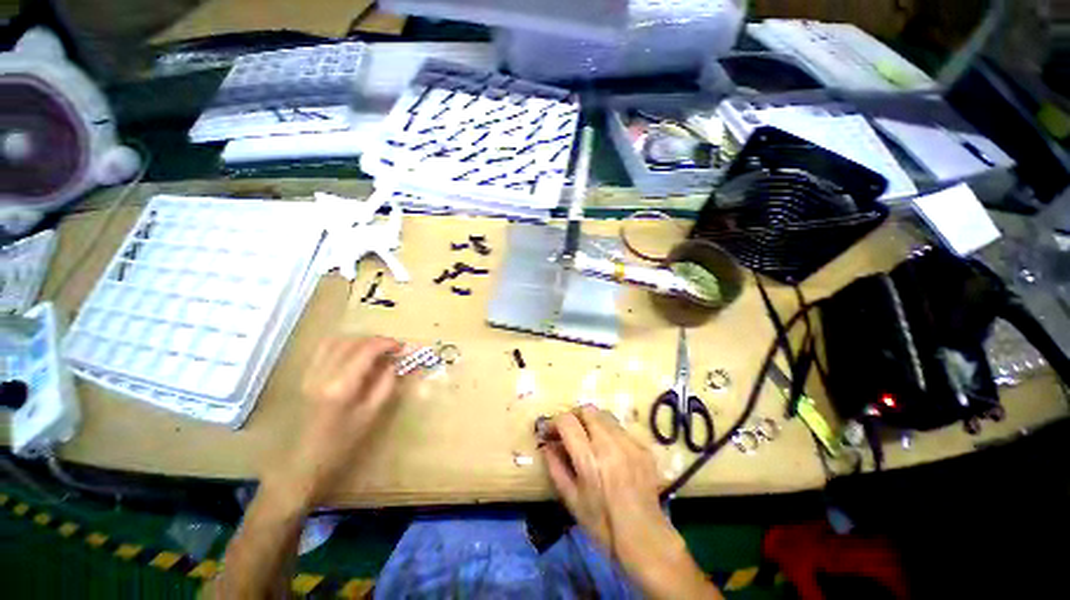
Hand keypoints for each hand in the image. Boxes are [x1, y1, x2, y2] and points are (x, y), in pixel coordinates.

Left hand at [270, 336, 401, 504]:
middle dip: (376, 340)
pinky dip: (343, 345)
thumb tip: (395, 363)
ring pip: (336, 341)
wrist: (302, 464)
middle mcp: (322, 374)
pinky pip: (323, 350)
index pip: (366, 350)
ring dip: (359, 341)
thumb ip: (385, 384)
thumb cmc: (341, 444)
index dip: (387, 343)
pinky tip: (353, 355)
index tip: (402, 347)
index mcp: (341, 386)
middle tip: (392, 349)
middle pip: (352, 342)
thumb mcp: (371, 415)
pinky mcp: (304, 377)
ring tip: (374, 350)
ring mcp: (309, 374)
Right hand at [541, 406, 720, 598]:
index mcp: (589, 460)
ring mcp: (630, 444)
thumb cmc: (602, 524)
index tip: (549, 432)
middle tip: (568, 431)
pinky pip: (620, 428)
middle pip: (587, 410)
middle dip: (573, 417)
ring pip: (604, 415)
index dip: (554, 422)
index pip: (567, 421)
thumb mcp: (571, 500)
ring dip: (591, 421)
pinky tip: (608, 450)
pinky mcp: (643, 447)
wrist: (645, 538)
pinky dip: (609, 432)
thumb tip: (546, 444)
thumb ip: (555, 467)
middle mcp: (611, 445)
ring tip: (588, 438)